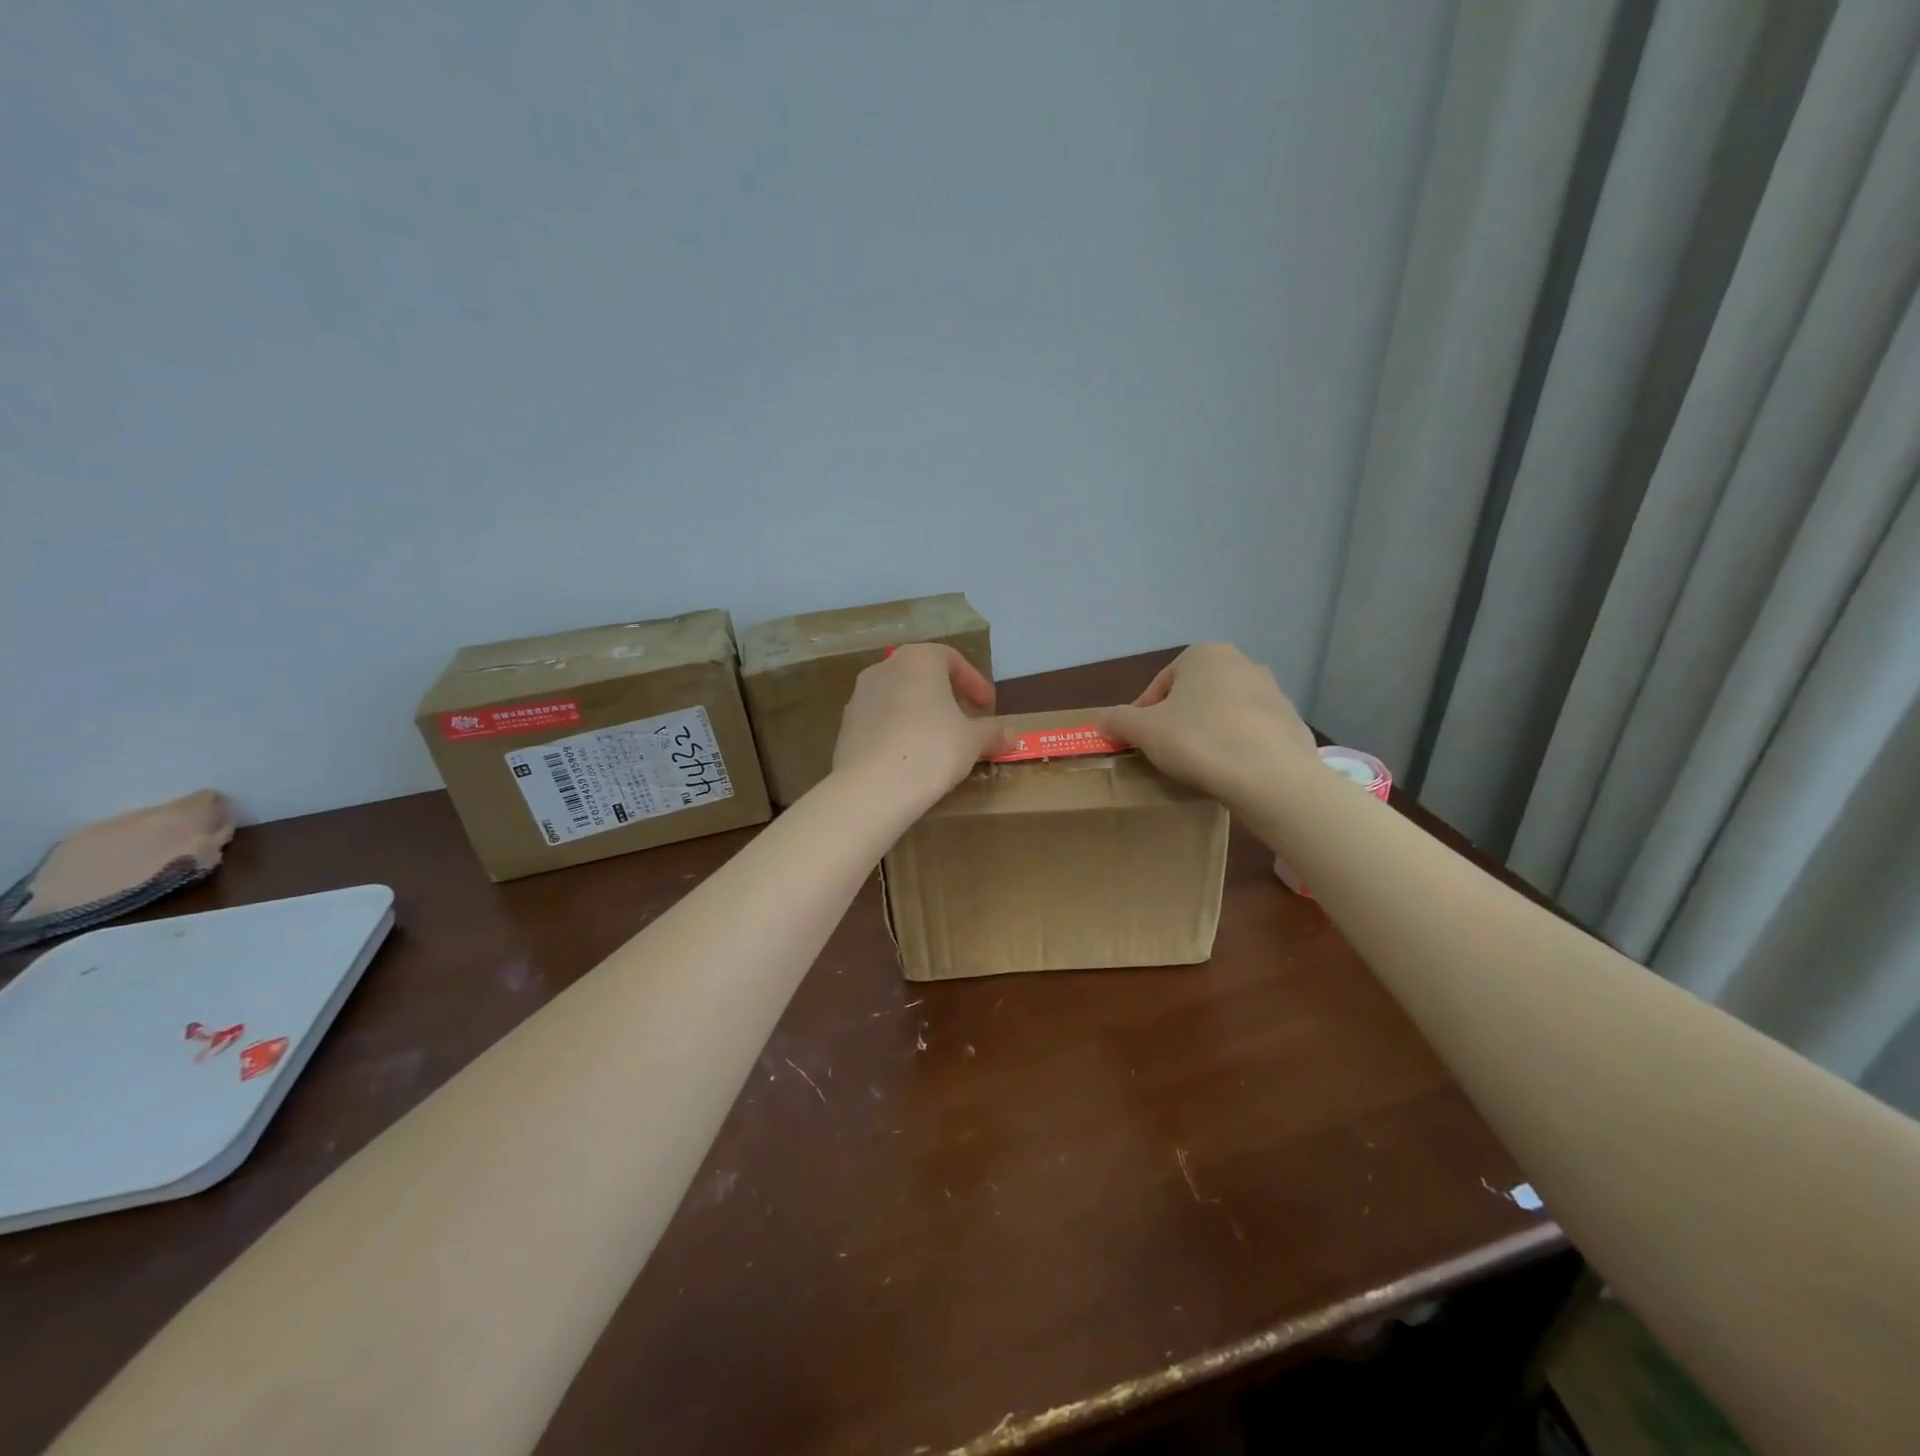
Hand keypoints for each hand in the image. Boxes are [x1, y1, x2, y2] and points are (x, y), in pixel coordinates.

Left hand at [832, 644, 1009, 807]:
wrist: (873, 787)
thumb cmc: (932, 749)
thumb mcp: (972, 741)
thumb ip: (993, 733)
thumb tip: (1013, 735)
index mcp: (918, 660)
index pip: (951, 659)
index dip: (973, 682)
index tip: (987, 706)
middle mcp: (884, 669)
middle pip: (921, 675)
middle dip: (944, 695)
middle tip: (962, 719)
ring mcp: (859, 696)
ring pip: (898, 697)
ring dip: (919, 713)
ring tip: (936, 741)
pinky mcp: (846, 726)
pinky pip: (879, 721)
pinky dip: (897, 731)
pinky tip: (909, 757)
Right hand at [1098, 644, 1316, 804]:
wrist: (1271, 777)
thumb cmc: (1199, 741)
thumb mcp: (1144, 731)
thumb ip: (1118, 721)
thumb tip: (1101, 721)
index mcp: (1205, 655)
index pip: (1160, 684)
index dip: (1143, 714)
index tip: (1139, 741)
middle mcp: (1243, 663)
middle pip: (1194, 696)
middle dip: (1178, 721)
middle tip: (1166, 752)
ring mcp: (1274, 693)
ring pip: (1224, 713)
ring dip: (1208, 733)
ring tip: (1197, 765)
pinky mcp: (1292, 724)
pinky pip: (1251, 734)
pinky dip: (1236, 748)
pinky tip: (1228, 771)